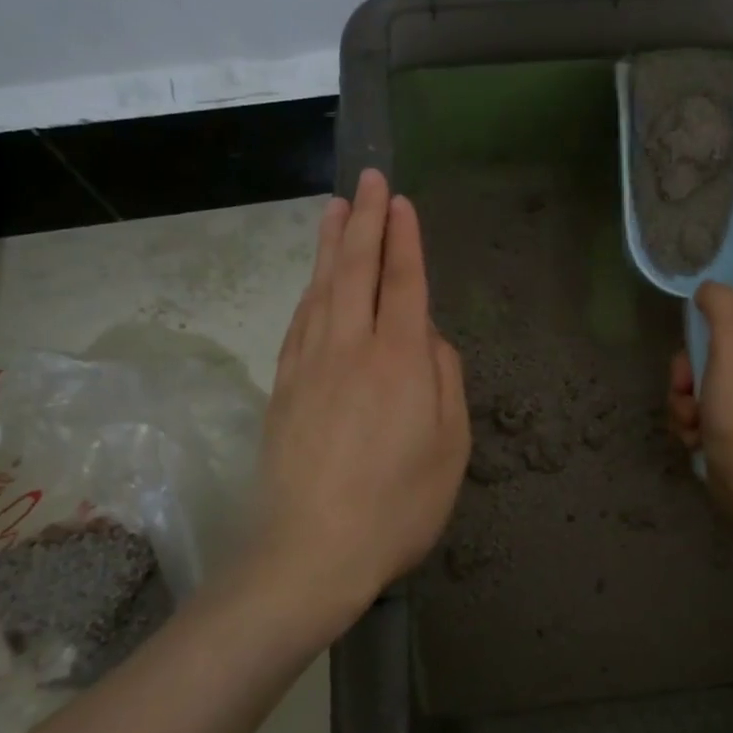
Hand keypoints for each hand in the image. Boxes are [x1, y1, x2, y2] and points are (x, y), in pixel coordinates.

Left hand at [249, 169, 469, 634]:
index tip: (401, 201)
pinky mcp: (283, 387)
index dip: (404, 239)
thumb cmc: (397, 506)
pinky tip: (313, 280)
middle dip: (365, 220)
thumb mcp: (450, 448)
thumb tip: (428, 340)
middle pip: (356, 270)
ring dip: (329, 244)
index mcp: (400, 361)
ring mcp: (309, 365)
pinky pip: (299, 321)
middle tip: (369, 179)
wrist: (309, 553)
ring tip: (335, 208)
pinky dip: (309, 290)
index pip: (403, 282)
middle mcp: (351, 348)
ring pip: (321, 288)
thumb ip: (446, 381)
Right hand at [668, 283, 732, 504]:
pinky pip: (700, 409)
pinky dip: (691, 421)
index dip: (709, 323)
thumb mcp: (730, 346)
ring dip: (684, 400)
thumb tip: (707, 288)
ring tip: (692, 419)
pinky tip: (696, 435)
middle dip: (688, 371)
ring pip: (699, 382)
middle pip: (712, 349)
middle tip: (687, 388)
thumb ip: (720, 307)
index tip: (695, 342)